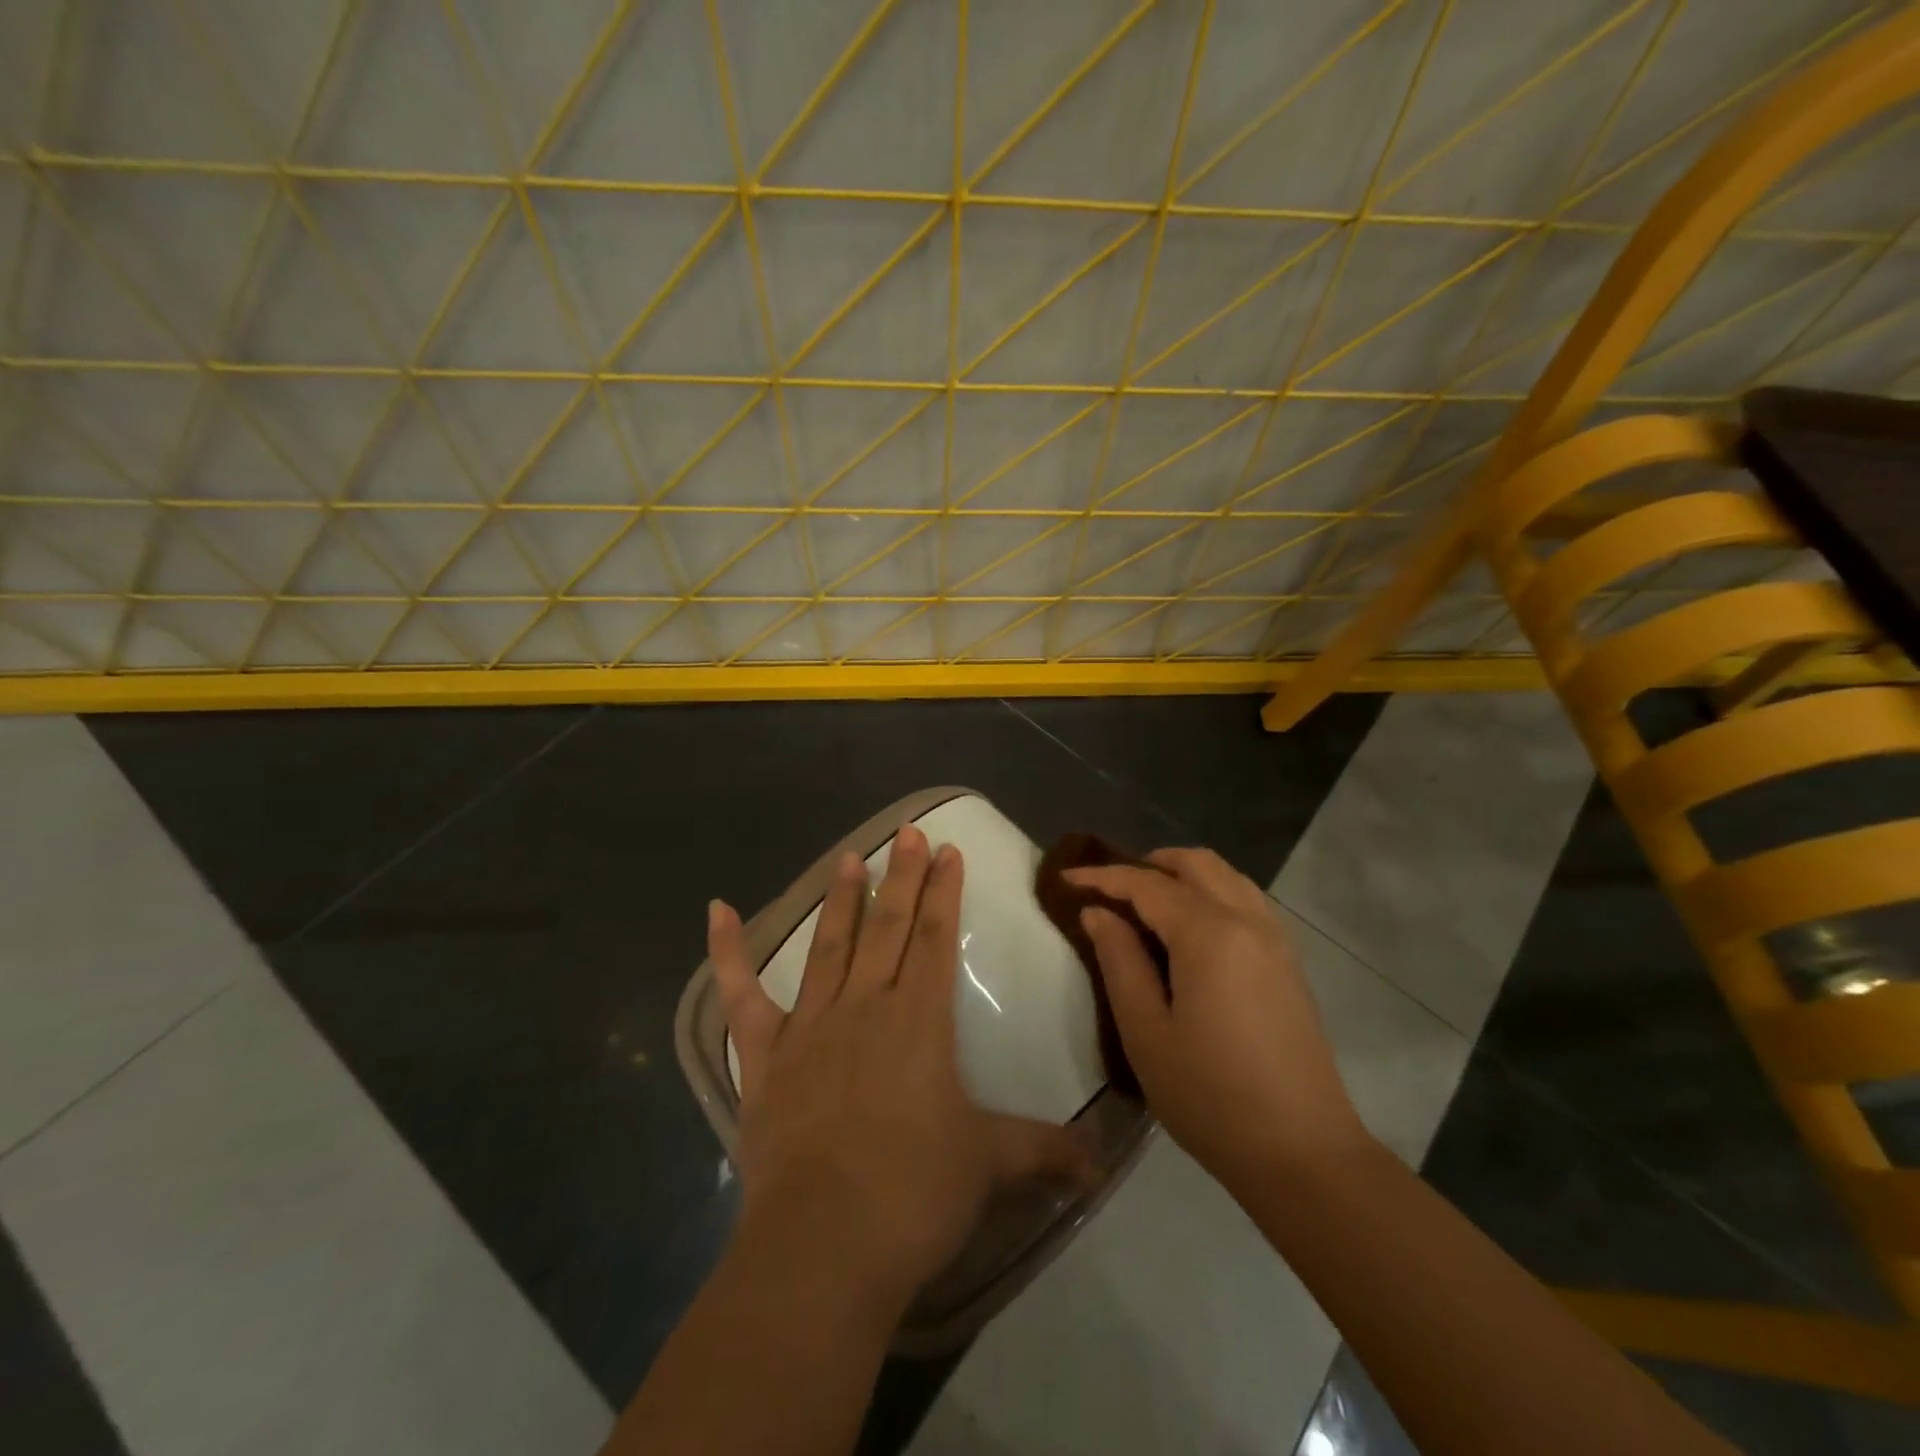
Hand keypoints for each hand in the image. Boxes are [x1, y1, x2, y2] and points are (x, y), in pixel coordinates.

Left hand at [709, 825, 1088, 1324]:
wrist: (826, 1244)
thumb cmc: (915, 1194)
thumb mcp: (990, 1165)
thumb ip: (1045, 1151)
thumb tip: (1101, 1165)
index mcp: (919, 1020)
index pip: (936, 939)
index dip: (944, 892)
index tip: (947, 851)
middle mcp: (865, 1007)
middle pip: (888, 928)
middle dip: (902, 878)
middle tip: (908, 833)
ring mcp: (810, 1027)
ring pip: (829, 946)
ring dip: (841, 899)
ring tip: (849, 856)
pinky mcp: (764, 1057)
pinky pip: (742, 997)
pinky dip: (727, 953)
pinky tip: (717, 910)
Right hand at [1066, 848, 1366, 1196]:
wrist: (1303, 1153)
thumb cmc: (1210, 1096)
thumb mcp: (1146, 1032)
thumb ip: (1119, 961)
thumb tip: (1099, 914)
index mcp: (1210, 934)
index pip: (1147, 884)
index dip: (1103, 877)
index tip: (1066, 879)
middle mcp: (1248, 921)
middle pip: (1196, 863)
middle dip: (1147, 864)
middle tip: (1109, 889)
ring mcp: (1276, 939)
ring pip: (1226, 876)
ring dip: (1183, 875)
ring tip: (1146, 903)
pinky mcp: (1289, 962)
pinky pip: (1246, 900)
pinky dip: (1211, 893)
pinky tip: (1190, 930)